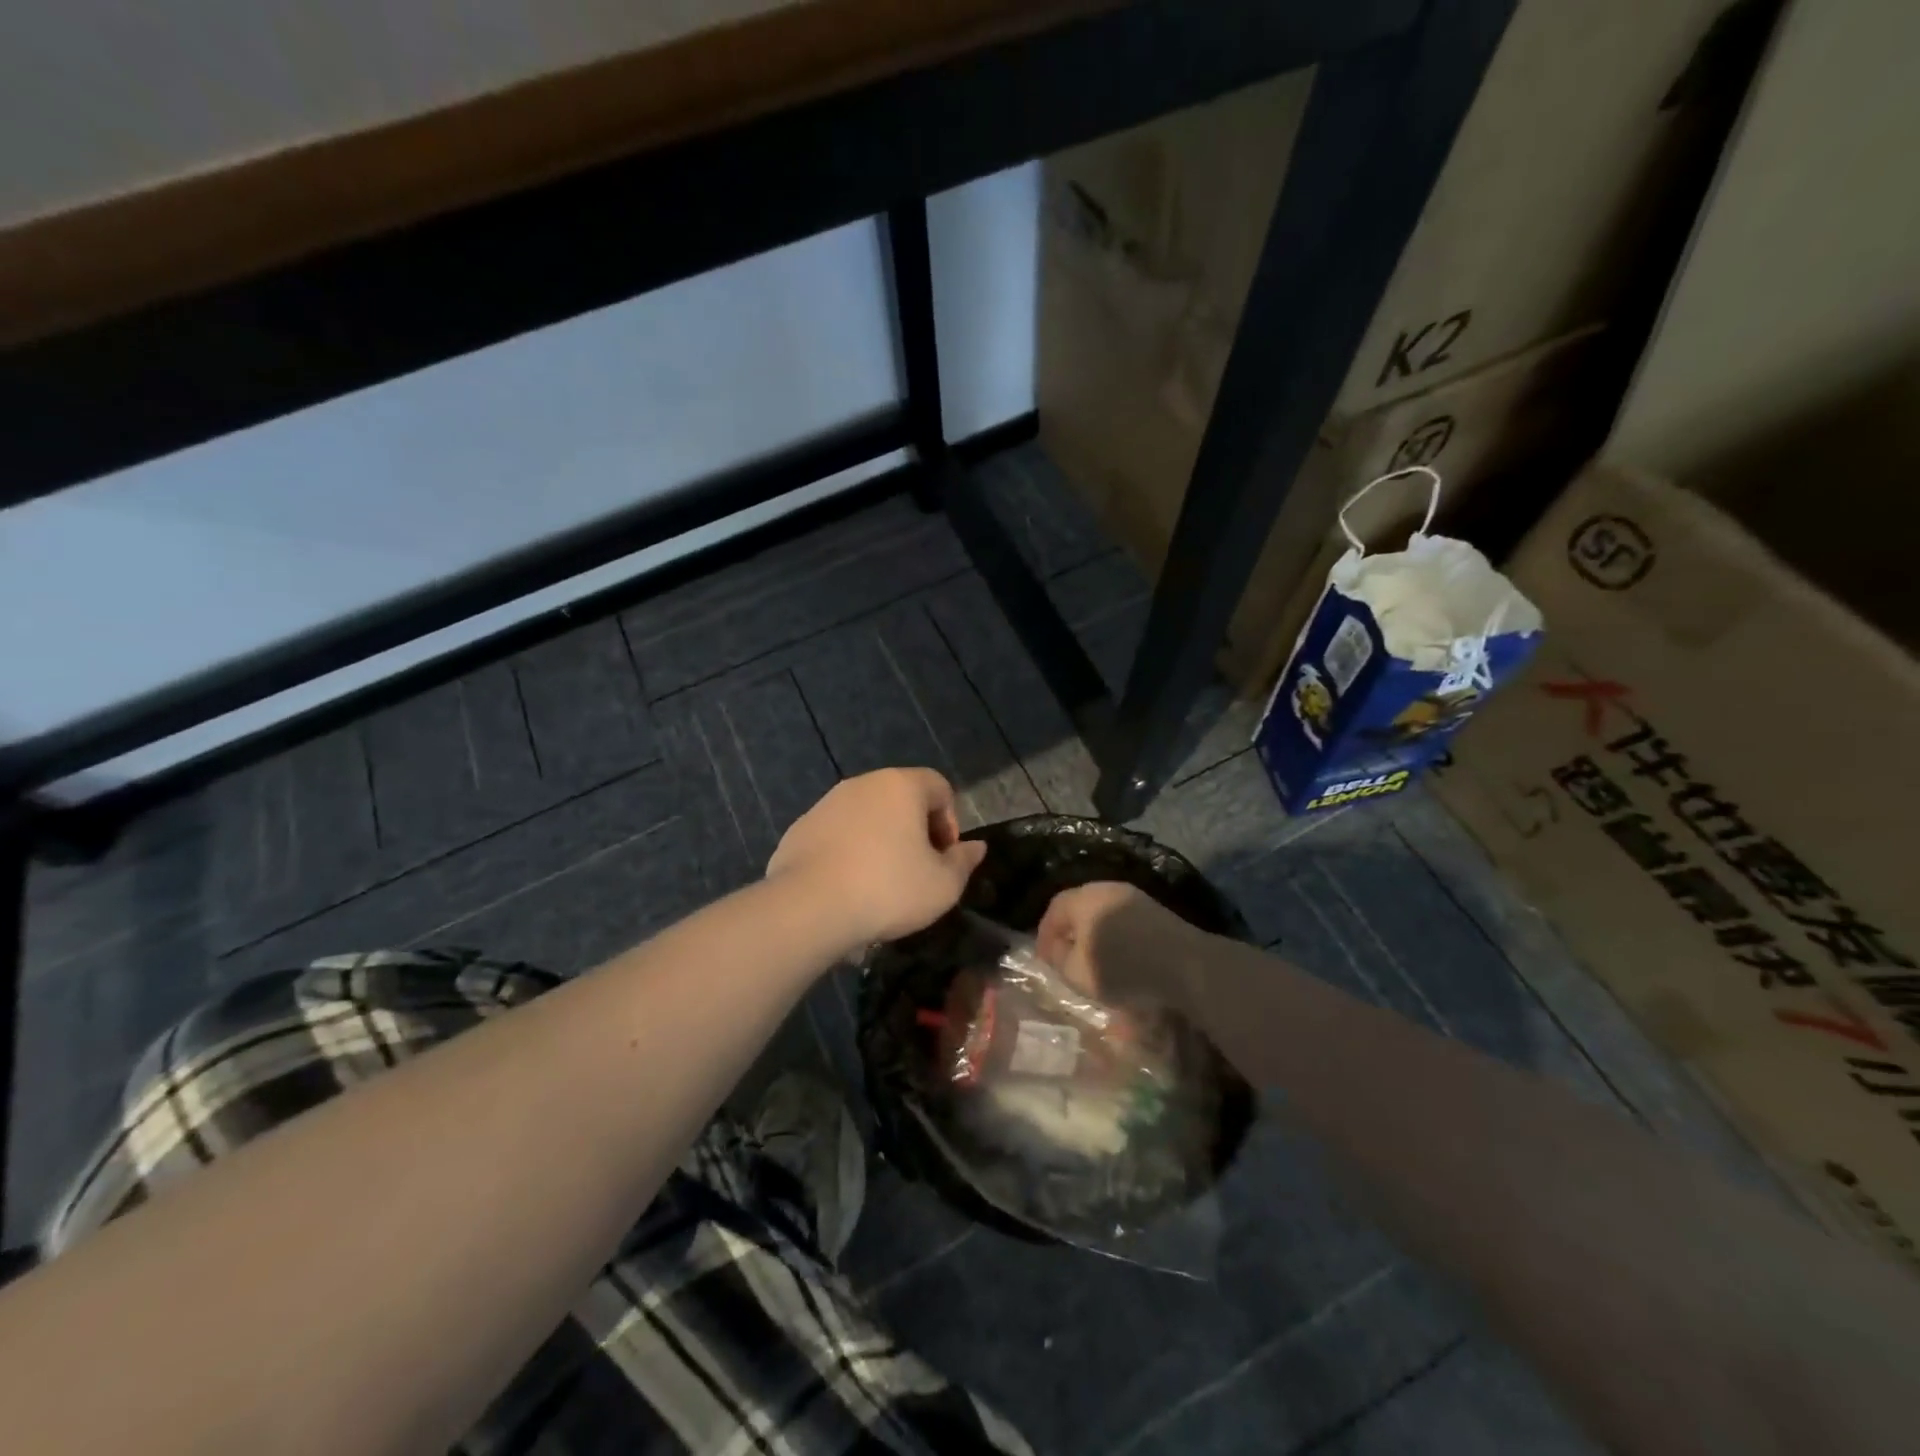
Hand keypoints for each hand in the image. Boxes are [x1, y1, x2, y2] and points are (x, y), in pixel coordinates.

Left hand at [767, 769, 986, 949]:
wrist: (808, 907)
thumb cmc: (888, 889)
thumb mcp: (943, 885)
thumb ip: (963, 862)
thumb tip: (976, 847)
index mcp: (901, 786)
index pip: (939, 786)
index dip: (950, 820)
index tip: (944, 857)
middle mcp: (862, 784)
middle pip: (901, 798)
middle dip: (915, 830)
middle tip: (918, 869)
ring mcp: (826, 803)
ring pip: (866, 815)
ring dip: (880, 840)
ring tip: (880, 882)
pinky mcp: (800, 828)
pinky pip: (837, 834)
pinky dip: (848, 851)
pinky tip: (847, 886)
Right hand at [1037, 881, 1199, 1007]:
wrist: (1186, 967)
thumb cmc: (1124, 969)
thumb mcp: (1078, 973)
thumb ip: (1058, 958)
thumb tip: (1055, 948)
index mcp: (1085, 899)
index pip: (1055, 908)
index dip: (1045, 933)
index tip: (1044, 958)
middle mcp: (1107, 890)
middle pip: (1079, 907)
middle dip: (1069, 932)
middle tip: (1064, 956)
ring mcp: (1134, 898)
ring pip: (1102, 913)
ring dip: (1093, 934)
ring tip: (1091, 959)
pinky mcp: (1155, 911)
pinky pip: (1122, 919)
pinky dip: (1114, 936)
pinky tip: (1118, 957)